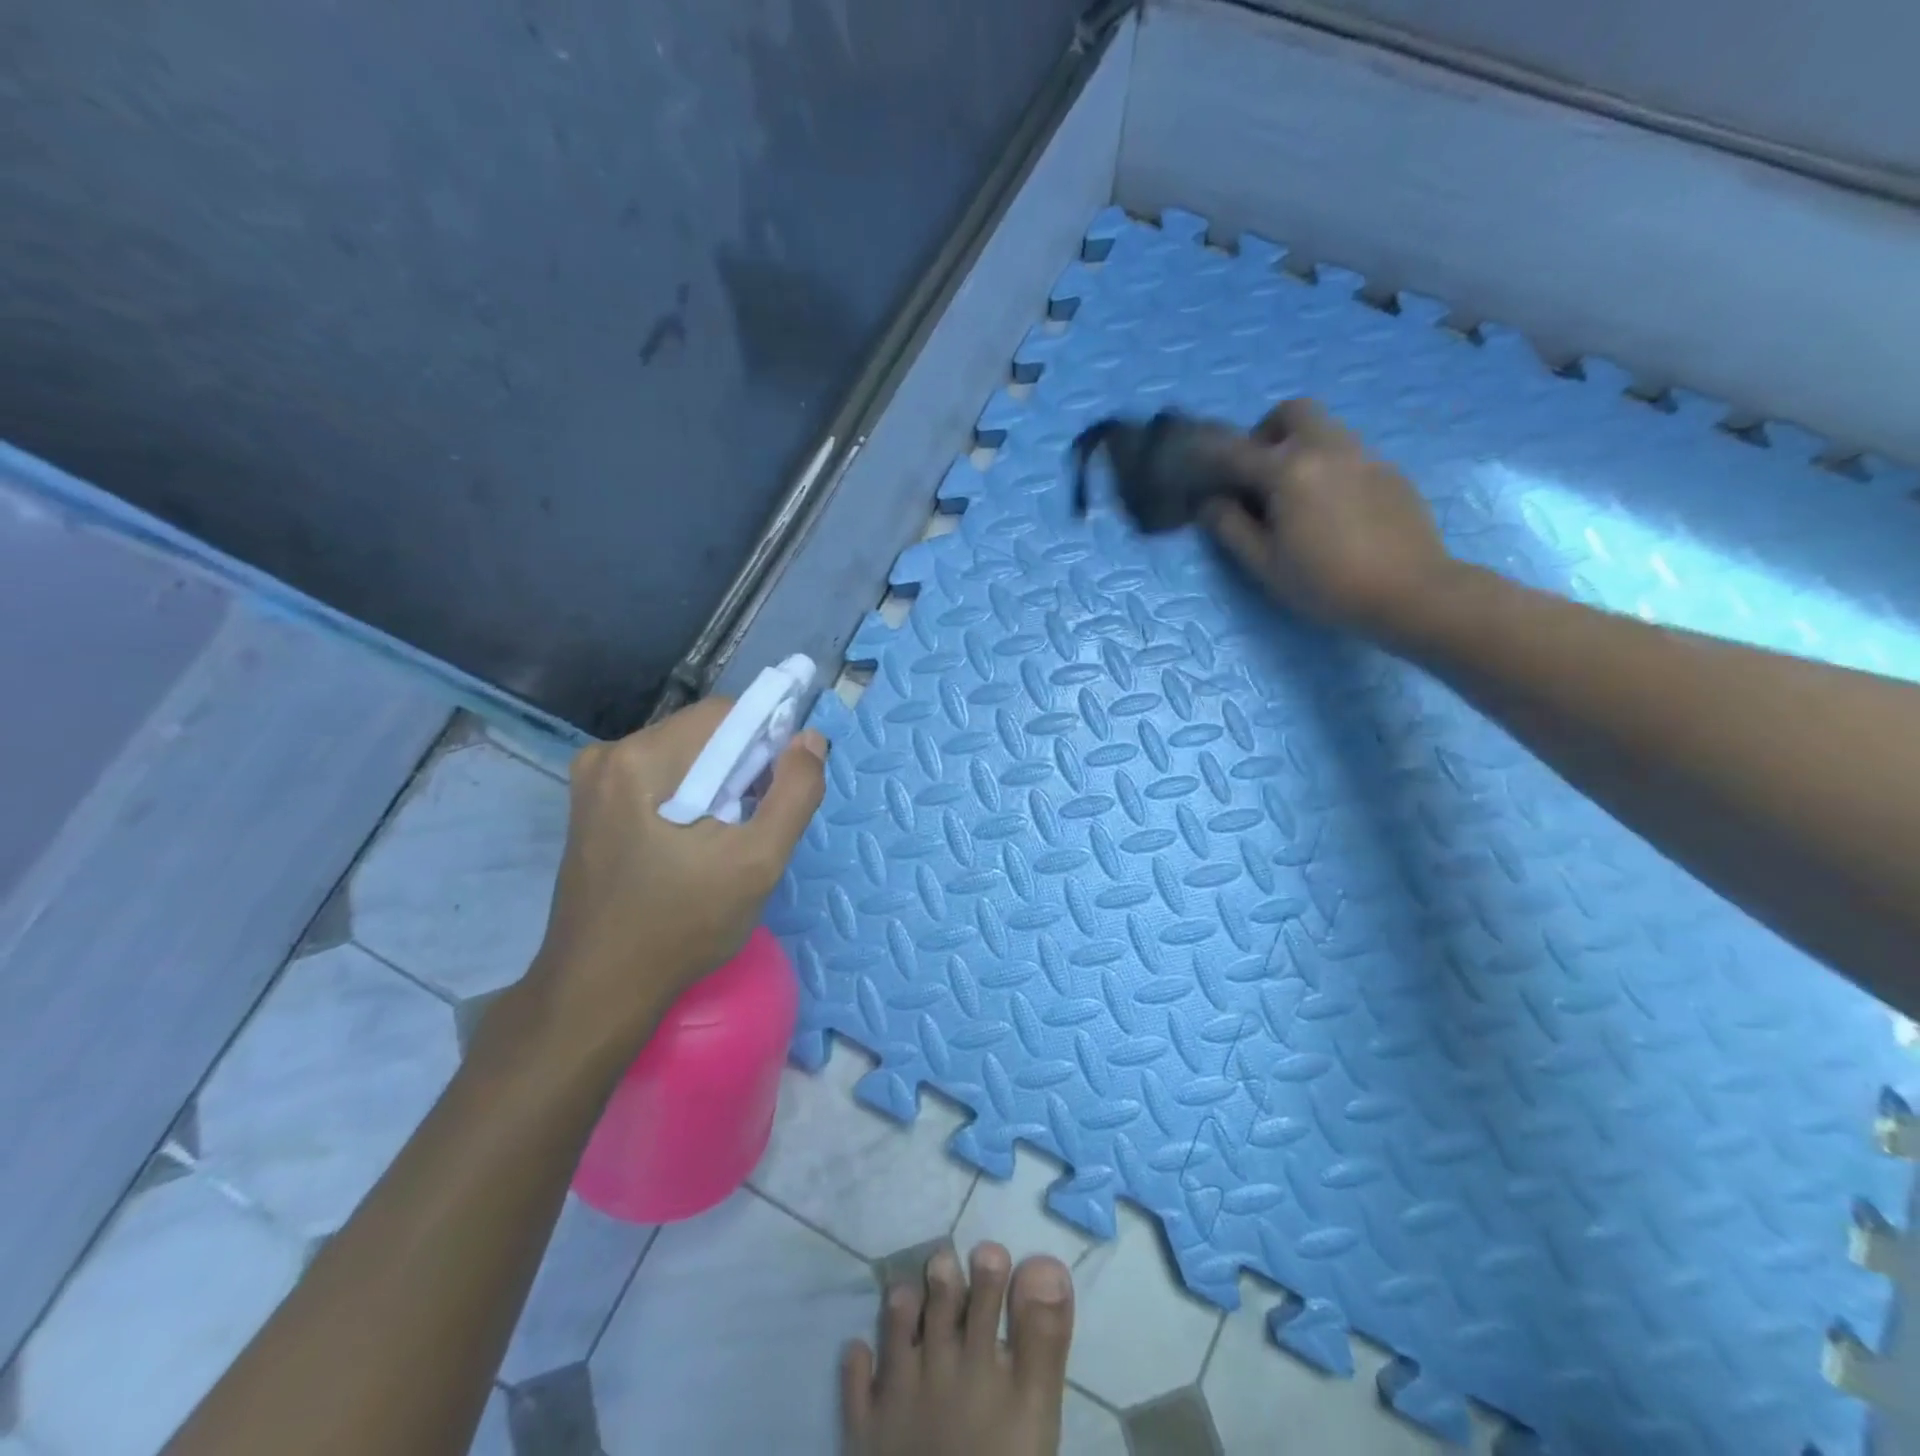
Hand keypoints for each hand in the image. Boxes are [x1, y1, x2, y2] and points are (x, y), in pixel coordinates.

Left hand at [525, 698, 827, 1060]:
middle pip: (702, 734)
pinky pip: (658, 780)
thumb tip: (810, 739)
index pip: (725, 714)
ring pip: (682, 757)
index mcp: (641, 758)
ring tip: (726, 839)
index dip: (766, 741)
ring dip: (717, 784)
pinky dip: (689, 798)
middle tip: (753, 823)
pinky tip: (695, 844)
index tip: (780, 789)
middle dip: (740, 768)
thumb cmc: (682, 926)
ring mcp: (593, 783)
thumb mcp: (758, 861)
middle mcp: (608, 756)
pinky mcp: (591, 808)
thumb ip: (795, 793)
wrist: (599, 991)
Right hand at [1206, 398, 1454, 636]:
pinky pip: (1349, 452)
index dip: (1212, 457)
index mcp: (1289, 470)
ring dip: (1299, 447)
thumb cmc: (1326, 583)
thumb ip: (1231, 528)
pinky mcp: (1389, 470)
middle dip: (1267, 432)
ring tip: (1294, 496)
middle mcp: (1327, 448)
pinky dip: (1328, 465)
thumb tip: (1210, 502)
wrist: (1411, 591)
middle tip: (1258, 473)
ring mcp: (1364, 455)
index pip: (1238, 451)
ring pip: (1325, 428)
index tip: (1200, 469)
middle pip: (1292, 412)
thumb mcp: (1265, 564)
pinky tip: (1331, 510)